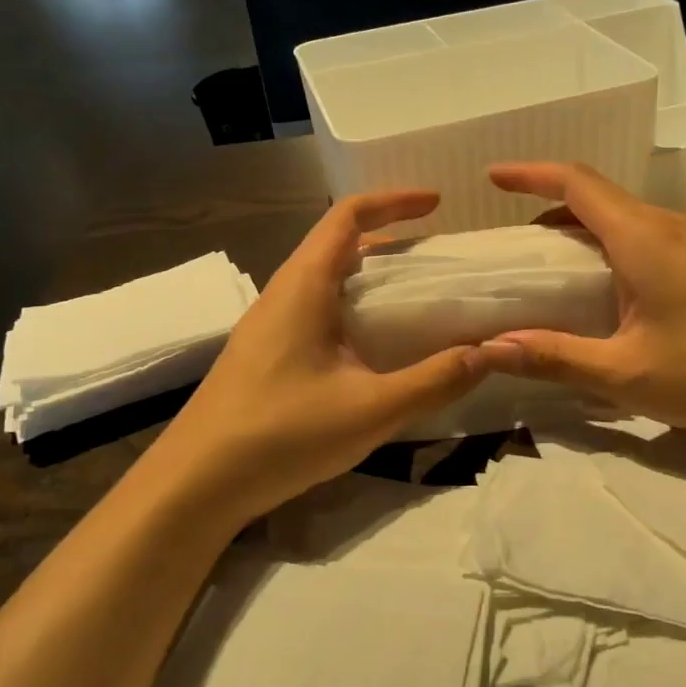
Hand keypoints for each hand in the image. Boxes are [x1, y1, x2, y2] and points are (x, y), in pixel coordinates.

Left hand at [145, 191, 484, 526]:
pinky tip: (373, 349)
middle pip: (337, 244)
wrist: (195, 484)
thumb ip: (434, 380)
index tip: (437, 204)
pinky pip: (315, 311)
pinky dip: (352, 309)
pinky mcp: (264, 355)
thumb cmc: (280, 435)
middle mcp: (282, 294)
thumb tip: (490, 352)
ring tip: (414, 301)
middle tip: (436, 261)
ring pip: (325, 280)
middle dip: (389, 241)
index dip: (393, 201)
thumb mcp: (371, 410)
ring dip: (369, 278)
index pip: (348, 216)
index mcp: (303, 286)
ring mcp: (268, 326)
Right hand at [477, 162, 685, 434]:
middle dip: (549, 209)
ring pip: (625, 219)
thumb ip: (556, 358)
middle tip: (515, 244)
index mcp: (641, 237)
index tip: (493, 177)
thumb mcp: (627, 373)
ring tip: (553, 268)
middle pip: (598, 198)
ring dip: (583, 231)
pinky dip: (613, 248)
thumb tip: (490, 350)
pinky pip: (648, 239)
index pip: (575, 183)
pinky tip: (611, 291)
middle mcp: (668, 226)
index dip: (530, 174)